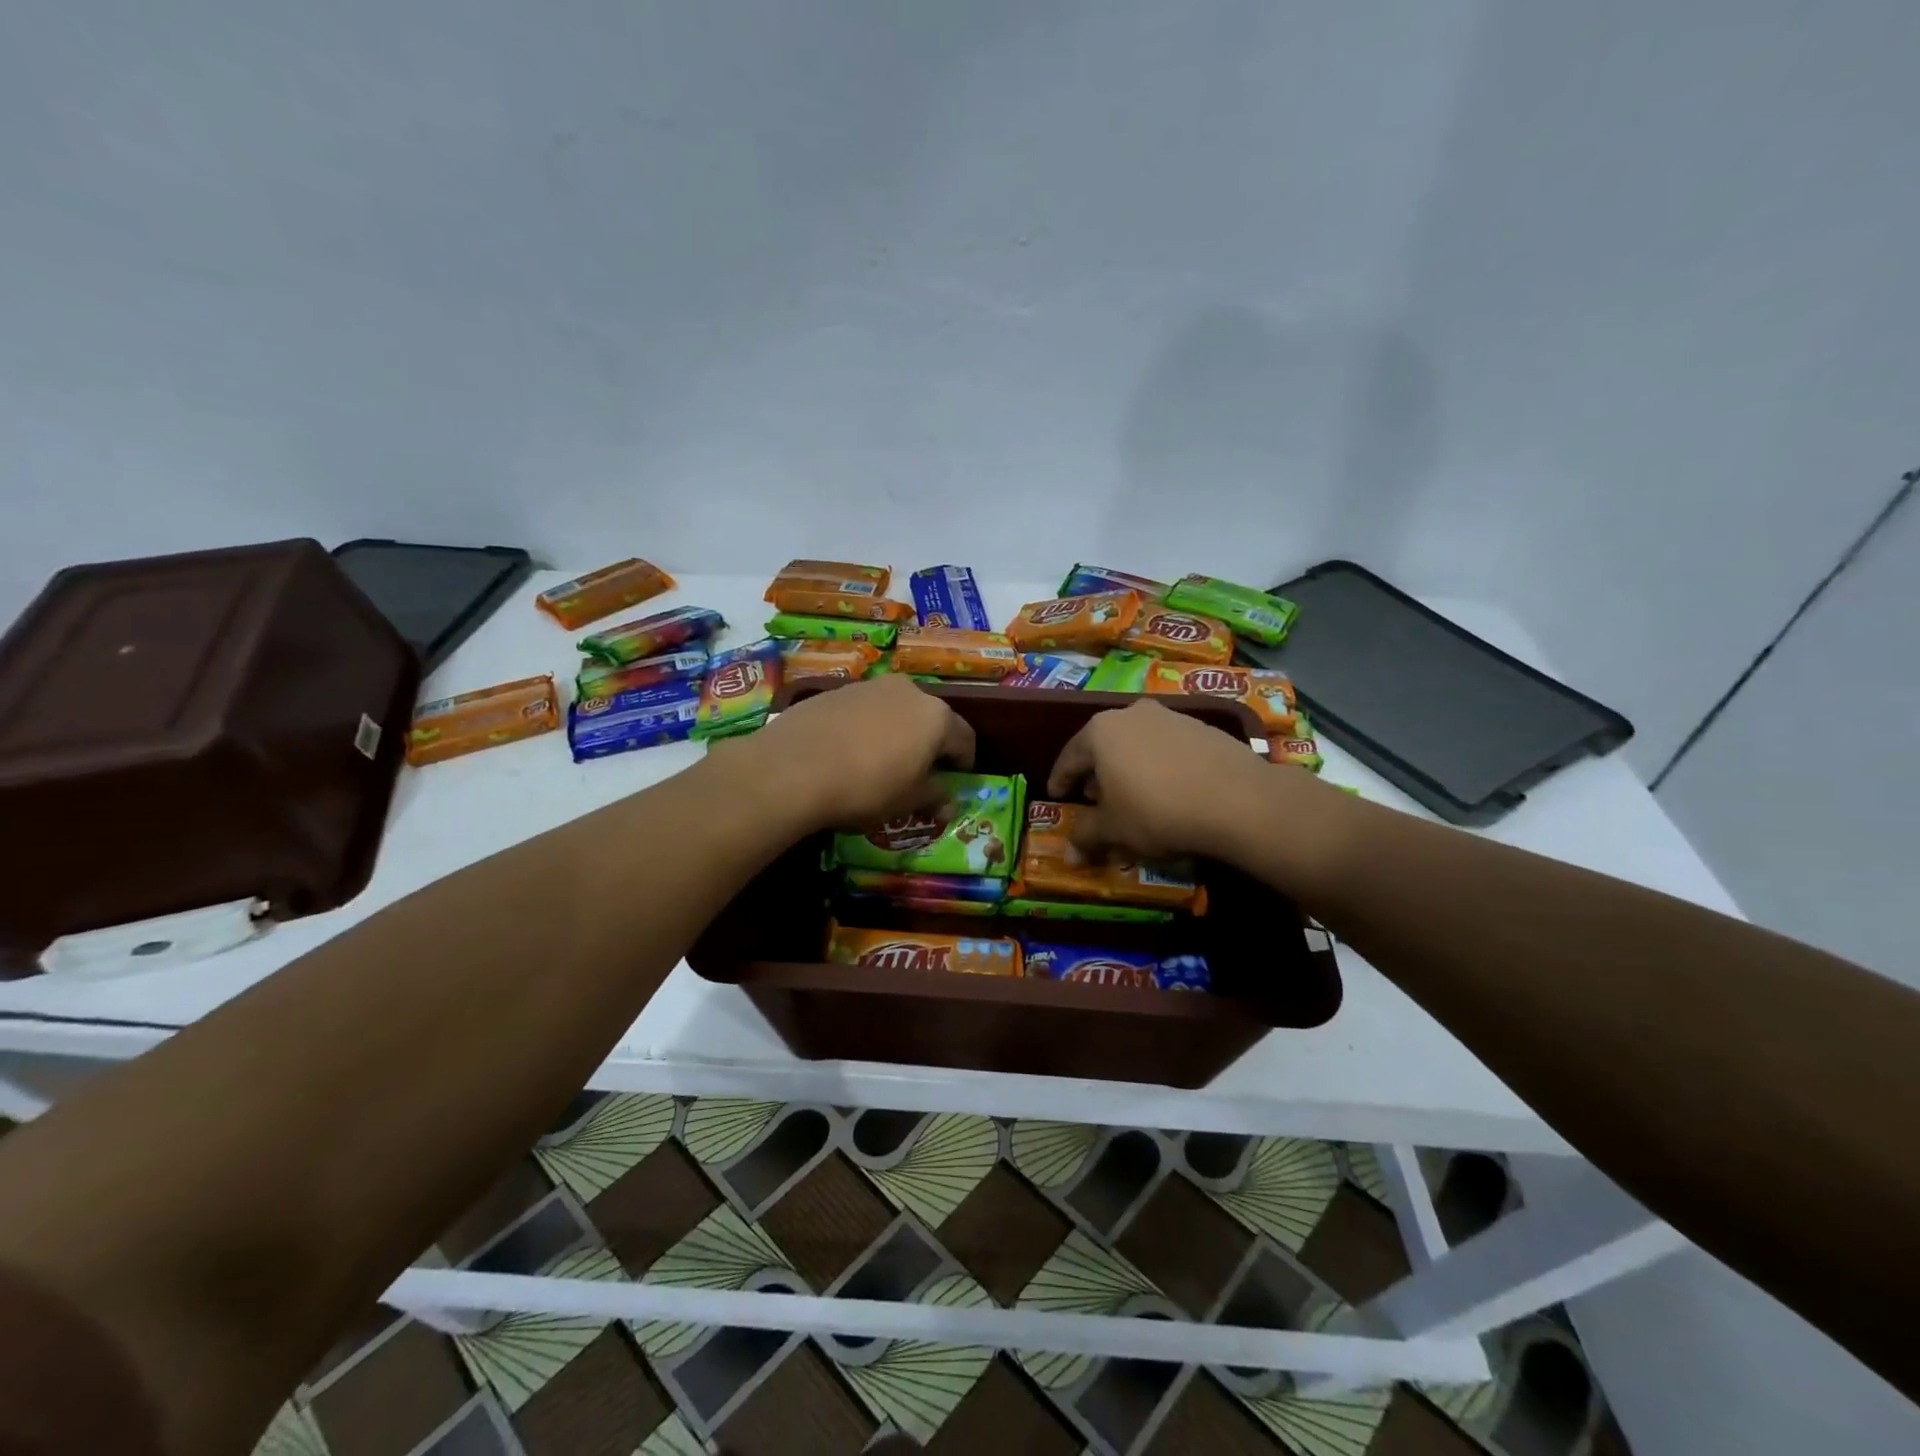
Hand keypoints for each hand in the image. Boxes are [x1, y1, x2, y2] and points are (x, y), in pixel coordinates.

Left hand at [730, 675, 974, 831]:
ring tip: (882, 759)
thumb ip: (934, 796)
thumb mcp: (907, 801)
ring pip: (896, 709)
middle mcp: (909, 691)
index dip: (965, 760)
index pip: (965, 738)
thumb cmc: (866, 787)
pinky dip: (867, 726)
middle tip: (920, 769)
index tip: (957, 778)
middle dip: (930, 742)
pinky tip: (850, 750)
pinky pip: (864, 709)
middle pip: (931, 718)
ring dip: (898, 731)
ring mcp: (870, 686)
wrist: (794, 767)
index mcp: (936, 717)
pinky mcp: (837, 690)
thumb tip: (949, 802)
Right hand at [1047, 698, 1300, 861]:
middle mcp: (1132, 714)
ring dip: (1130, 766)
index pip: (1069, 757)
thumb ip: (1087, 837)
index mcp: (1100, 731)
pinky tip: (1169, 789)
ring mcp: (1171, 717)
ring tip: (1133, 794)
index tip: (1056, 795)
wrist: (1238, 800)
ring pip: (1137, 743)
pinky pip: (1168, 747)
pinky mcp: (1204, 728)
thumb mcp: (1115, 830)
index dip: (1060, 780)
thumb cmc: (1158, 812)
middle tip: (1094, 798)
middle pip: (1104, 745)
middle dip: (1097, 772)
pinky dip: (1160, 765)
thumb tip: (1068, 855)